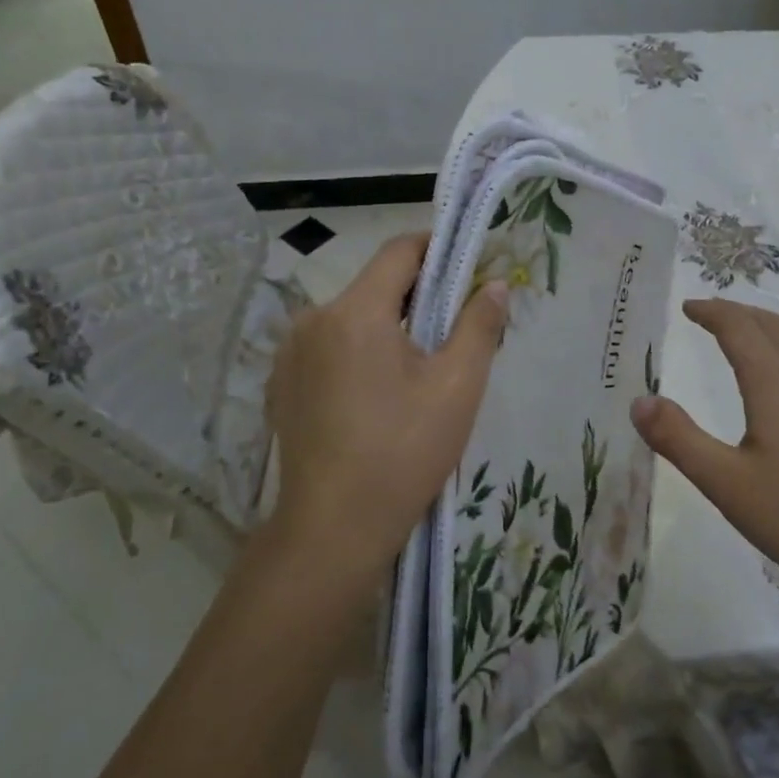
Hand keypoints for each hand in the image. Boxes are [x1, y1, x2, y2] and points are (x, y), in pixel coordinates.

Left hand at [266, 233, 507, 590]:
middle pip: (375, 286)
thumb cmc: (403, 452)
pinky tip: (376, 396)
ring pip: (352, 317)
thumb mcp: (457, 387)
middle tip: (453, 329)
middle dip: (417, 296)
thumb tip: (495, 284)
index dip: (438, 249)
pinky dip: (358, 352)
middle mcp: (314, 318)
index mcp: (355, 311)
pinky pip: (329, 347)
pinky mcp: (283, 382)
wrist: (332, 529)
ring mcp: (291, 352)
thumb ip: (479, 325)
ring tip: (417, 370)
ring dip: (387, 327)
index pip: (400, 251)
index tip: (469, 265)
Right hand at [629, 298, 778, 611]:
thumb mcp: (728, 485)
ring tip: (756, 331)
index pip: (739, 328)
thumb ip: (679, 440)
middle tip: (712, 314)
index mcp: (776, 382)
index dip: (711, 312)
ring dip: (774, 324)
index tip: (689, 307)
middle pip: (773, 325)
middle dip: (739, 313)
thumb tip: (638, 401)